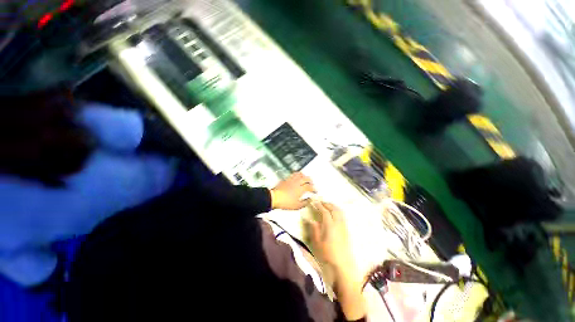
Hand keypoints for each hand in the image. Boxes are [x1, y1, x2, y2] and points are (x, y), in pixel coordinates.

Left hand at [270, 172, 315, 209]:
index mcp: (300, 189)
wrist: (274, 198)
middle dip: (310, 180)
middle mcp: (297, 183)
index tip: (315, 191)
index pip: (310, 187)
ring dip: (304, 176)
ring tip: (305, 178)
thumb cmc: (285, 203)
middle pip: (306, 178)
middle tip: (311, 183)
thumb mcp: (297, 206)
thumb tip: (310, 200)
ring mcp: (291, 180)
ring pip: (300, 174)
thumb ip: (305, 202)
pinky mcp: (286, 179)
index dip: (314, 189)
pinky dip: (297, 175)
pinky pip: (293, 174)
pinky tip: (296, 177)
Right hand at [307, 202, 365, 319]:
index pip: (324, 211)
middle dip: (327, 203)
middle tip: (320, 202)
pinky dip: (338, 211)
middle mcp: (338, 223)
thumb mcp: (317, 242)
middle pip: (334, 208)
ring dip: (333, 206)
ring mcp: (344, 226)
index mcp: (330, 225)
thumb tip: (309, 219)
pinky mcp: (346, 230)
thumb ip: (314, 229)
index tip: (314, 201)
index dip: (319, 205)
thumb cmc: (328, 254)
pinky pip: (342, 216)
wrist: (343, 265)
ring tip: (327, 205)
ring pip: (340, 211)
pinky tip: (334, 214)